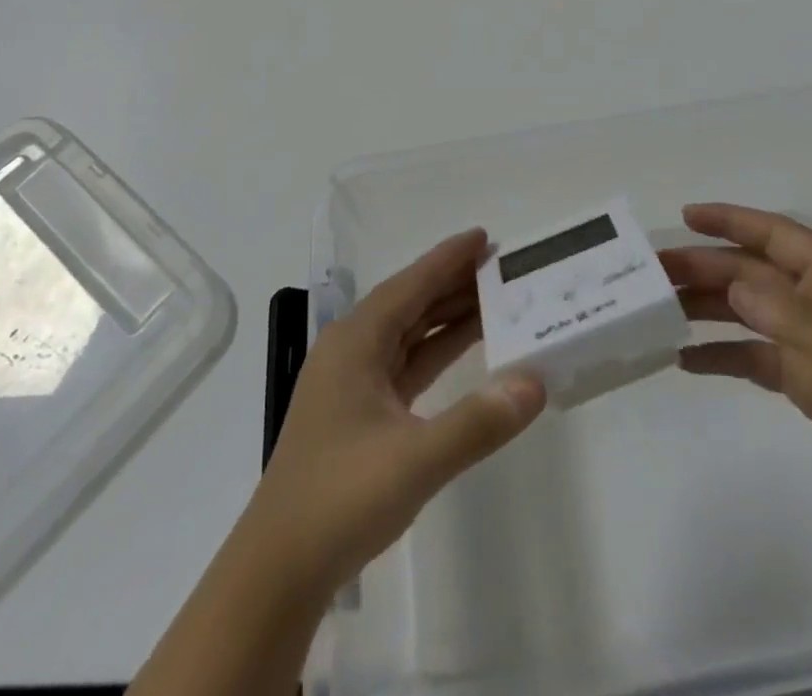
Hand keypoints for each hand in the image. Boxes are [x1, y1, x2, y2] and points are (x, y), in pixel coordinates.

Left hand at [239, 229, 546, 600]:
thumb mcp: (414, 461)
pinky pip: (407, 363)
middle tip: (502, 266)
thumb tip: (535, 382)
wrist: (277, 574)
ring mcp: (353, 382)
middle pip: (411, 302)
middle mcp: (352, 350)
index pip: (410, 285)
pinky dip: (438, 350)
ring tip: (495, 297)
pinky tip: (467, 347)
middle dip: (454, 281)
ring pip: (409, 332)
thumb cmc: (339, 502)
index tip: (485, 236)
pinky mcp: (361, 412)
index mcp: (355, 342)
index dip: (448, 258)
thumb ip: (477, 422)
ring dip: (448, 315)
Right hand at [660, 202, 811, 537]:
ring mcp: (811, 342)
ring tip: (658, 311)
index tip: (686, 216)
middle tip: (653, 272)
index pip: (777, 236)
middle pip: (751, 274)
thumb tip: (734, 285)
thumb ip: (797, 321)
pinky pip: (751, 358)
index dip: (732, 221)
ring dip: (705, 308)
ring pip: (745, 313)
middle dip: (705, 268)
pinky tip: (684, 360)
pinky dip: (720, 355)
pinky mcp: (805, 381)